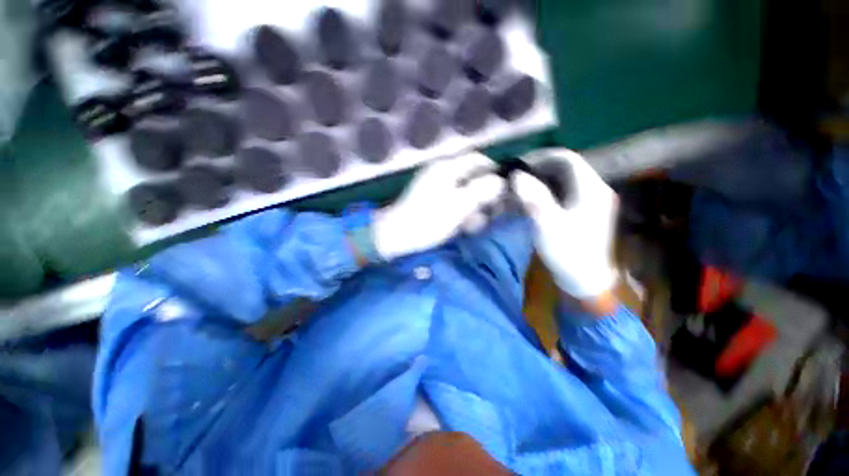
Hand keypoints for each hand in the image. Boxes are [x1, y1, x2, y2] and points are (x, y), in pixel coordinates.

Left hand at [373, 153, 504, 260]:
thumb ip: (481, 191)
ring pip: (464, 190)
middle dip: (484, 193)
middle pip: (471, 176)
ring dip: (474, 205)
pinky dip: (462, 211)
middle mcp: (441, 173)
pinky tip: (464, 225)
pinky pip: (453, 200)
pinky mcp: (431, 200)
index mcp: (447, 169)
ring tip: (476, 223)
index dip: (493, 171)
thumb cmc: (429, 220)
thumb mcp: (459, 206)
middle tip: (492, 211)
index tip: (505, 188)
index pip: (477, 160)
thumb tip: (499, 181)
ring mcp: (435, 186)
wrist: (397, 236)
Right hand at [511, 149, 617, 298]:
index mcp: (591, 189)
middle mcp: (595, 189)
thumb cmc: (568, 252)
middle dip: (539, 169)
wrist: (584, 280)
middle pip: (566, 168)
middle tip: (517, 177)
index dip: (542, 157)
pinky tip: (533, 199)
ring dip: (542, 180)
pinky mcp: (584, 210)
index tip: (520, 165)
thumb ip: (533, 197)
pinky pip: (564, 192)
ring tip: (521, 187)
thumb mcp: (547, 225)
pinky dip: (547, 191)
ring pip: (564, 180)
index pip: (568, 158)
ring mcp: (591, 200)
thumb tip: (517, 175)